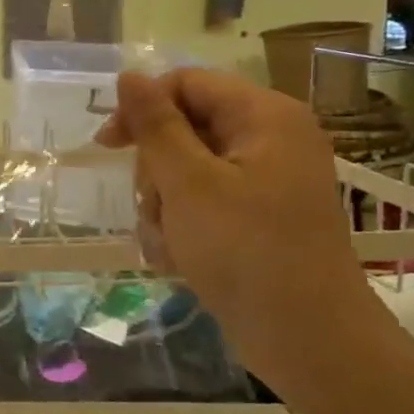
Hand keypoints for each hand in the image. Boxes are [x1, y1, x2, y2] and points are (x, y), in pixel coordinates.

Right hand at [96, 68, 375, 380]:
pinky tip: (178, 257)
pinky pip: (201, 202)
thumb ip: (155, 125)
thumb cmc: (245, 250)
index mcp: (264, 117)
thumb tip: (129, 75)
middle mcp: (269, 140)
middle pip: (183, 128)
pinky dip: (182, 226)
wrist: (306, 338)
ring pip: (184, 170)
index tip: (107, 145)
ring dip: (163, 204)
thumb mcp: (188, 182)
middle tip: (156, 205)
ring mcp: (265, 181)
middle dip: (156, 170)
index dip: (142, 107)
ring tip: (169, 240)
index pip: (186, 83)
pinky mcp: (256, 217)